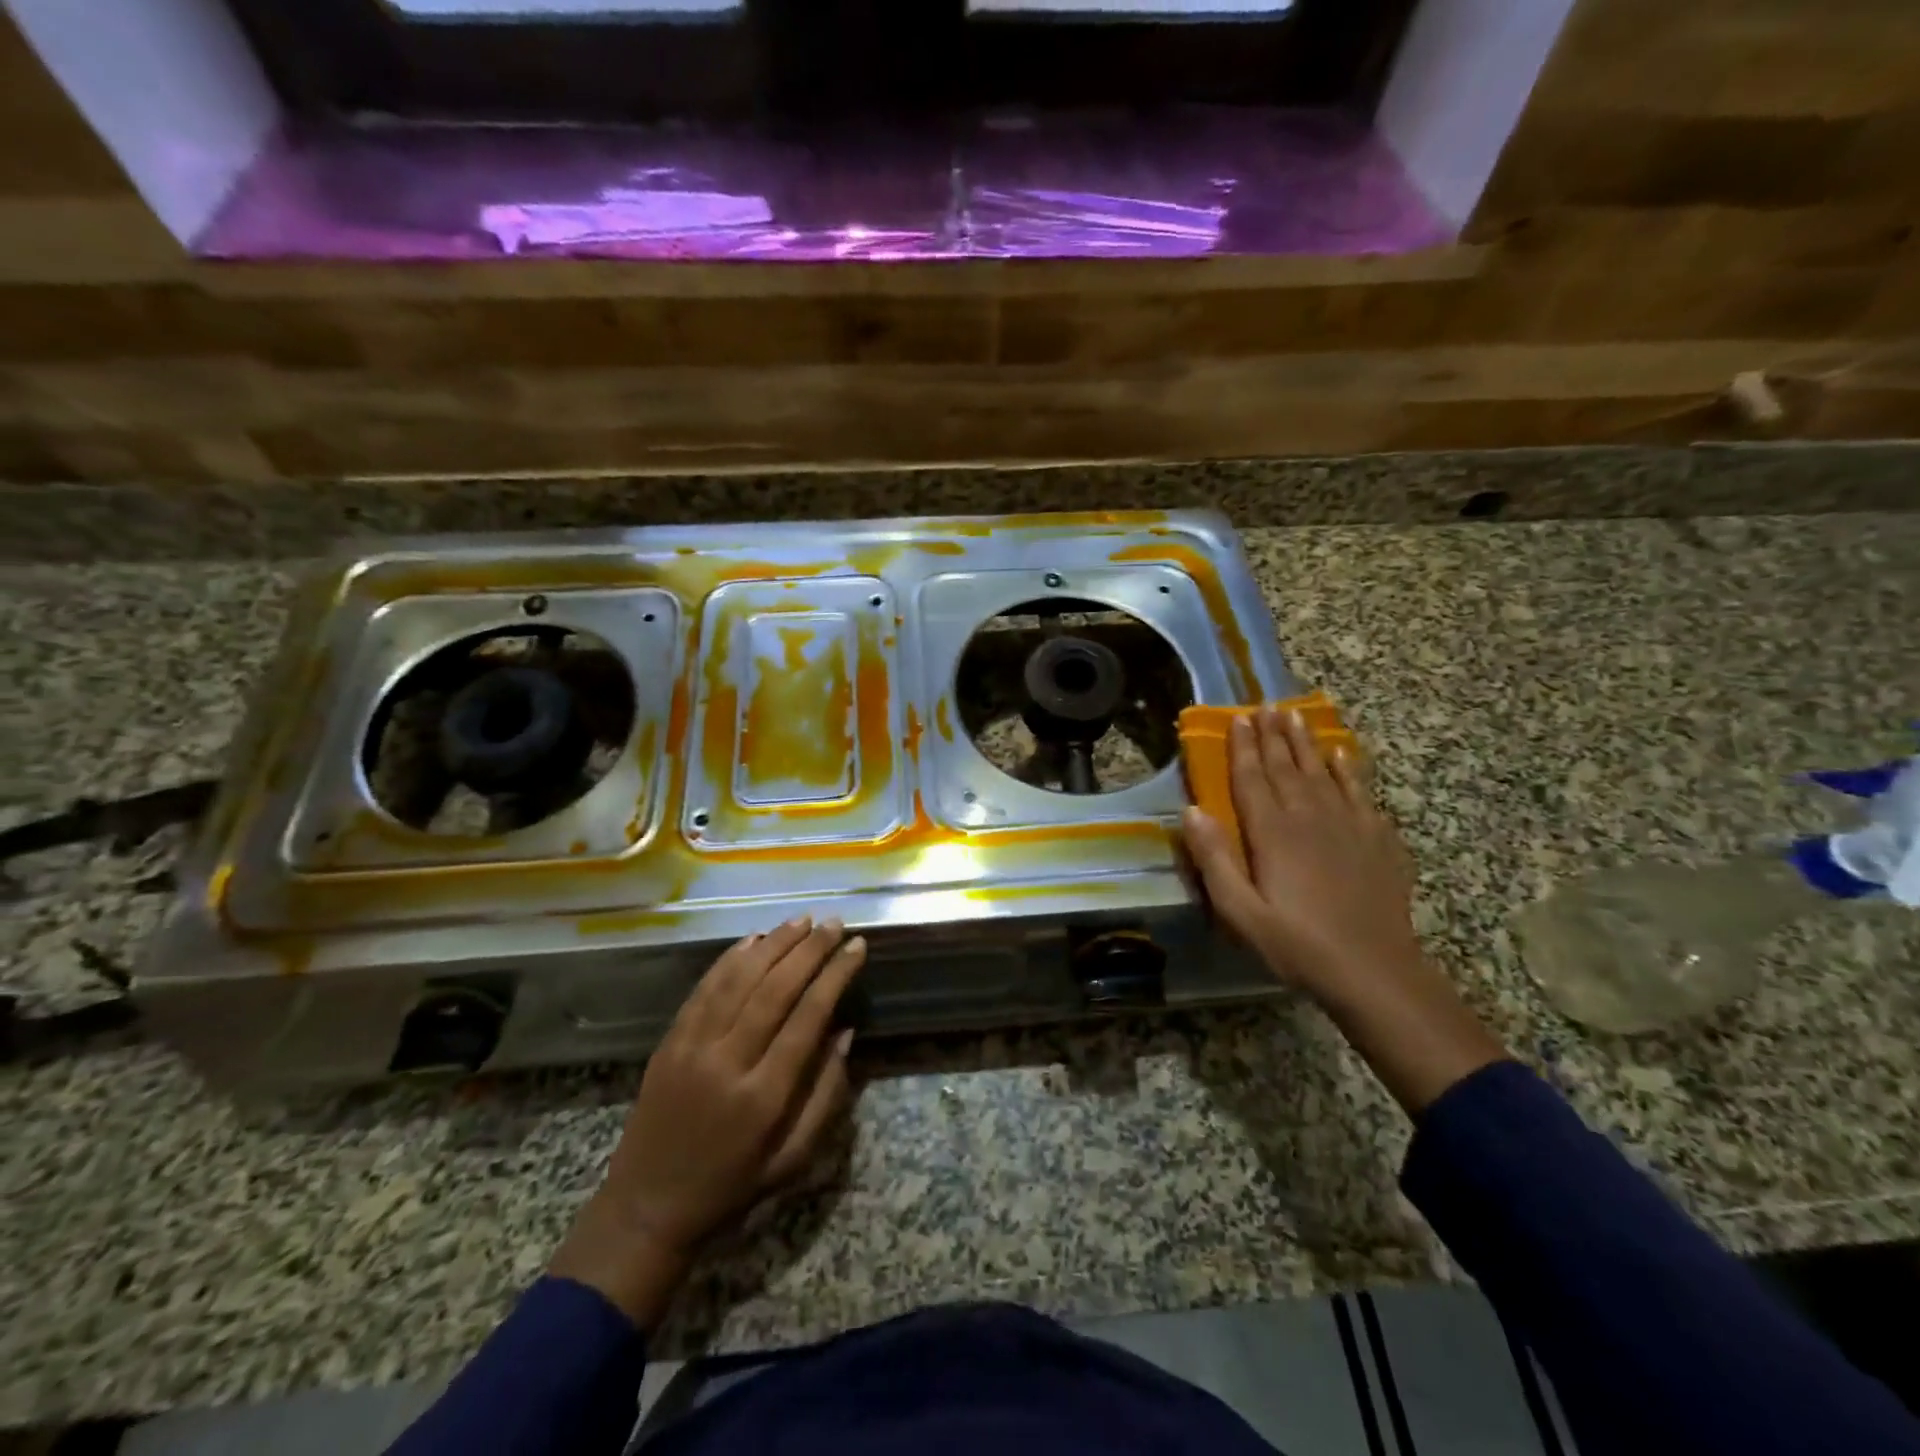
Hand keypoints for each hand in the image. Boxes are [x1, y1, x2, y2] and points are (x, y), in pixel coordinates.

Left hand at [549, 916, 864, 1324]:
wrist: (648, 1207)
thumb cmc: (732, 1186)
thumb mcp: (793, 1159)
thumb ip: (826, 1095)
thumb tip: (845, 1032)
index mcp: (764, 1096)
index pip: (808, 1017)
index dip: (835, 975)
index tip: (857, 946)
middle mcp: (728, 1062)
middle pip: (775, 989)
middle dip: (809, 950)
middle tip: (834, 923)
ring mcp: (692, 1048)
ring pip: (738, 980)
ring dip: (773, 945)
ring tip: (802, 921)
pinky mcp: (669, 1042)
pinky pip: (703, 989)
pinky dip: (730, 959)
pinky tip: (753, 940)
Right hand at [1182, 707, 1421, 997]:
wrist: (1375, 971)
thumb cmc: (1298, 945)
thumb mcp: (1241, 912)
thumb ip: (1214, 859)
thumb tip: (1191, 810)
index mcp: (1273, 833)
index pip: (1252, 778)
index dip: (1242, 747)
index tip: (1238, 718)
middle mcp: (1310, 817)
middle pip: (1286, 766)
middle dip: (1273, 735)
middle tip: (1265, 706)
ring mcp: (1349, 825)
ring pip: (1322, 771)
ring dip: (1306, 742)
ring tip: (1295, 716)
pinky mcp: (1377, 839)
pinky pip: (1360, 792)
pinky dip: (1349, 770)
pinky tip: (1343, 755)